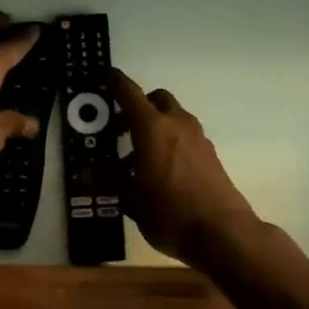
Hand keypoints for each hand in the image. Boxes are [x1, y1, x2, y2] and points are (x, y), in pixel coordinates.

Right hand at [113, 70, 256, 265]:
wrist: (222, 233)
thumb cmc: (169, 213)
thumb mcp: (130, 199)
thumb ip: (108, 180)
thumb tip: (86, 172)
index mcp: (152, 128)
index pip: (130, 93)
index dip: (116, 82)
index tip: (106, 75)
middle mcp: (177, 125)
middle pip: (156, 100)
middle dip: (139, 106)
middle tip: (121, 127)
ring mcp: (198, 139)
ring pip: (173, 118)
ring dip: (155, 126)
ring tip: (137, 158)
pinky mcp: (210, 156)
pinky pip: (185, 137)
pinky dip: (169, 142)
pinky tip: (160, 171)